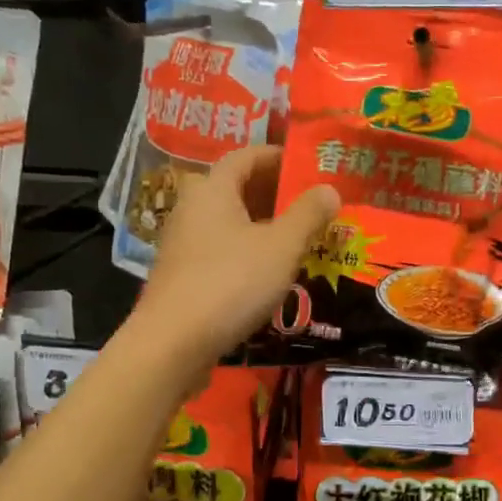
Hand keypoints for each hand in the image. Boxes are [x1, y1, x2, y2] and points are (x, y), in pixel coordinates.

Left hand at [132, 146, 338, 371]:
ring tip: (296, 238)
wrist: (172, 344)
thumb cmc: (231, 283)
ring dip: (260, 224)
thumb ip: (308, 215)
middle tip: (307, 204)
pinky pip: (219, 248)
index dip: (276, 156)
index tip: (306, 165)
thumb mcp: (281, 247)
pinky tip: (267, 272)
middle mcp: (192, 208)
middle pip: (235, 187)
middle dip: (272, 192)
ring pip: (227, 221)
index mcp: (213, 189)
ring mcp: (182, 243)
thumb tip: (329, 188)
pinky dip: (245, 249)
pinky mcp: (181, 275)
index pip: (245, 156)